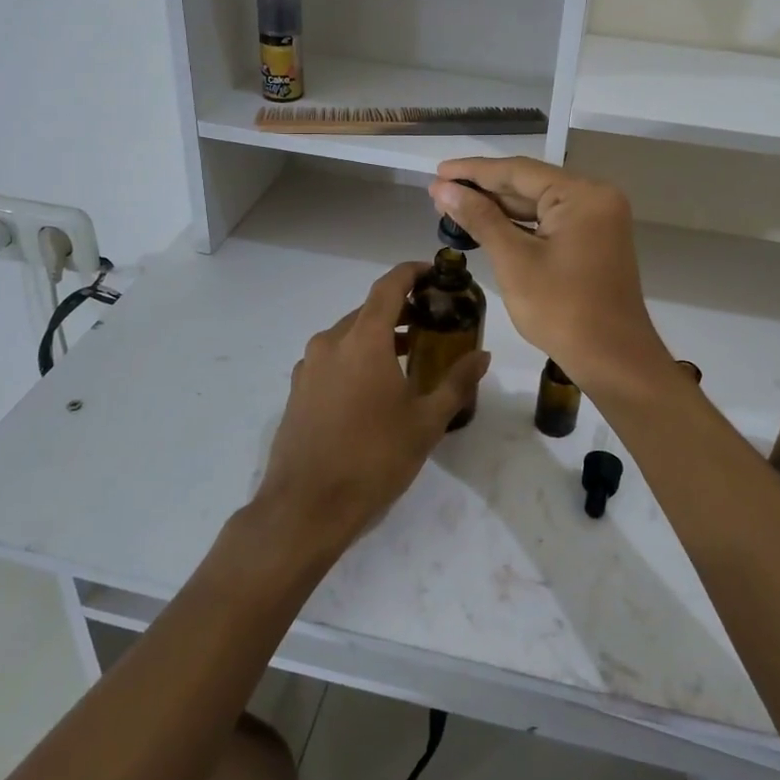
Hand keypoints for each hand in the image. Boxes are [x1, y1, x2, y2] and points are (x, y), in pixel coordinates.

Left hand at [250, 262, 489, 560]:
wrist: (306, 507)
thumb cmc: (373, 458)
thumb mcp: (426, 422)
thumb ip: (456, 383)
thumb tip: (482, 356)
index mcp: (363, 340)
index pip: (389, 286)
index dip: (411, 273)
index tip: (433, 273)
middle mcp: (331, 342)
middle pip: (369, 310)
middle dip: (400, 309)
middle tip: (431, 321)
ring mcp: (309, 365)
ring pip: (349, 334)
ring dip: (378, 335)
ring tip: (409, 355)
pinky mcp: (298, 389)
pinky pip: (332, 357)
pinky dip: (356, 356)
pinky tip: (374, 386)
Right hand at [431, 157, 671, 394]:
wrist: (612, 359)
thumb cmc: (562, 310)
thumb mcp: (514, 261)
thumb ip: (480, 218)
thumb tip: (444, 189)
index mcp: (582, 195)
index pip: (518, 171)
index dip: (474, 171)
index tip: (438, 171)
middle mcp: (595, 198)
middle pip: (530, 184)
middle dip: (484, 189)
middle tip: (439, 191)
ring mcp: (598, 220)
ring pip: (539, 203)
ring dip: (499, 207)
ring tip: (454, 205)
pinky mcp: (594, 240)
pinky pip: (550, 222)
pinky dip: (519, 224)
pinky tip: (487, 224)